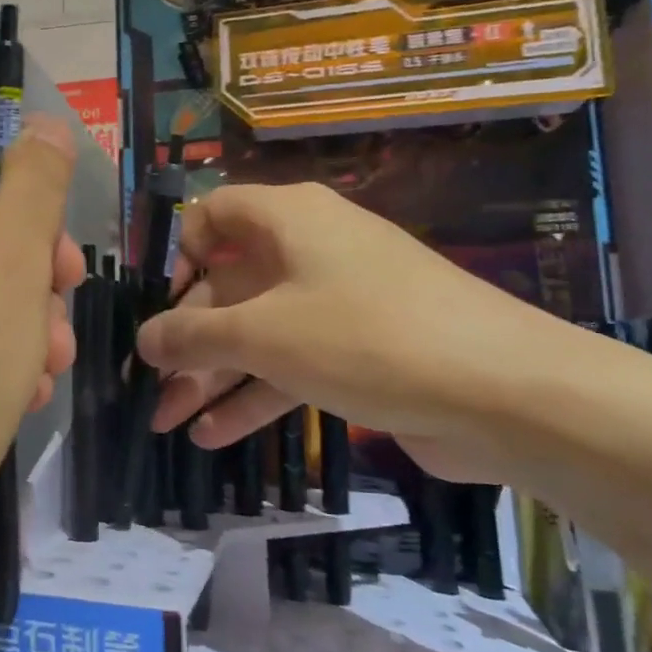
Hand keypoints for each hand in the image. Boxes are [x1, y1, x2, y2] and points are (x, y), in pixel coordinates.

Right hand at [138, 182, 556, 467]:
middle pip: (230, 287)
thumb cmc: (367, 338)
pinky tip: (215, 437)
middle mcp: (311, 249)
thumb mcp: (263, 335)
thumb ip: (192, 336)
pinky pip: (293, 364)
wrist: (507, 394)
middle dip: (187, 343)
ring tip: (169, 425)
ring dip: (212, 378)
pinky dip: (255, 396)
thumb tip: (144, 339)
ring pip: (258, 333)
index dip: (181, 255)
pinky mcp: (361, 350)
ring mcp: (339, 301)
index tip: (164, 306)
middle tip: (153, 393)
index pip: (215, 214)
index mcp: (289, 219)